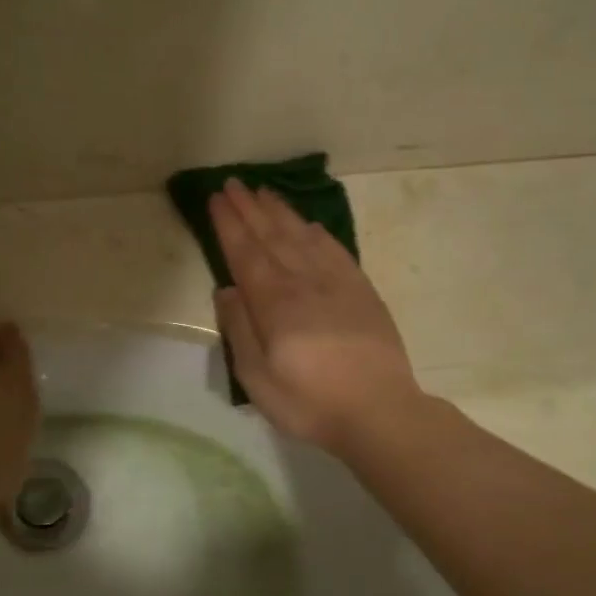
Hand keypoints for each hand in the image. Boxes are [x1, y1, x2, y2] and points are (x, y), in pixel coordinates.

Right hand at [209, 180, 423, 453]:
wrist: (379, 411)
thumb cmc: (310, 402)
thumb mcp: (258, 378)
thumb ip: (239, 330)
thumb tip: (226, 289)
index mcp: (275, 303)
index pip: (246, 252)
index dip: (229, 224)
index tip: (217, 198)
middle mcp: (304, 282)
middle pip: (273, 236)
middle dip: (250, 208)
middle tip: (234, 183)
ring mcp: (337, 283)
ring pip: (303, 236)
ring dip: (281, 212)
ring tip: (265, 192)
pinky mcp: (362, 291)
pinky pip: (335, 250)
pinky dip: (318, 233)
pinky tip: (309, 224)